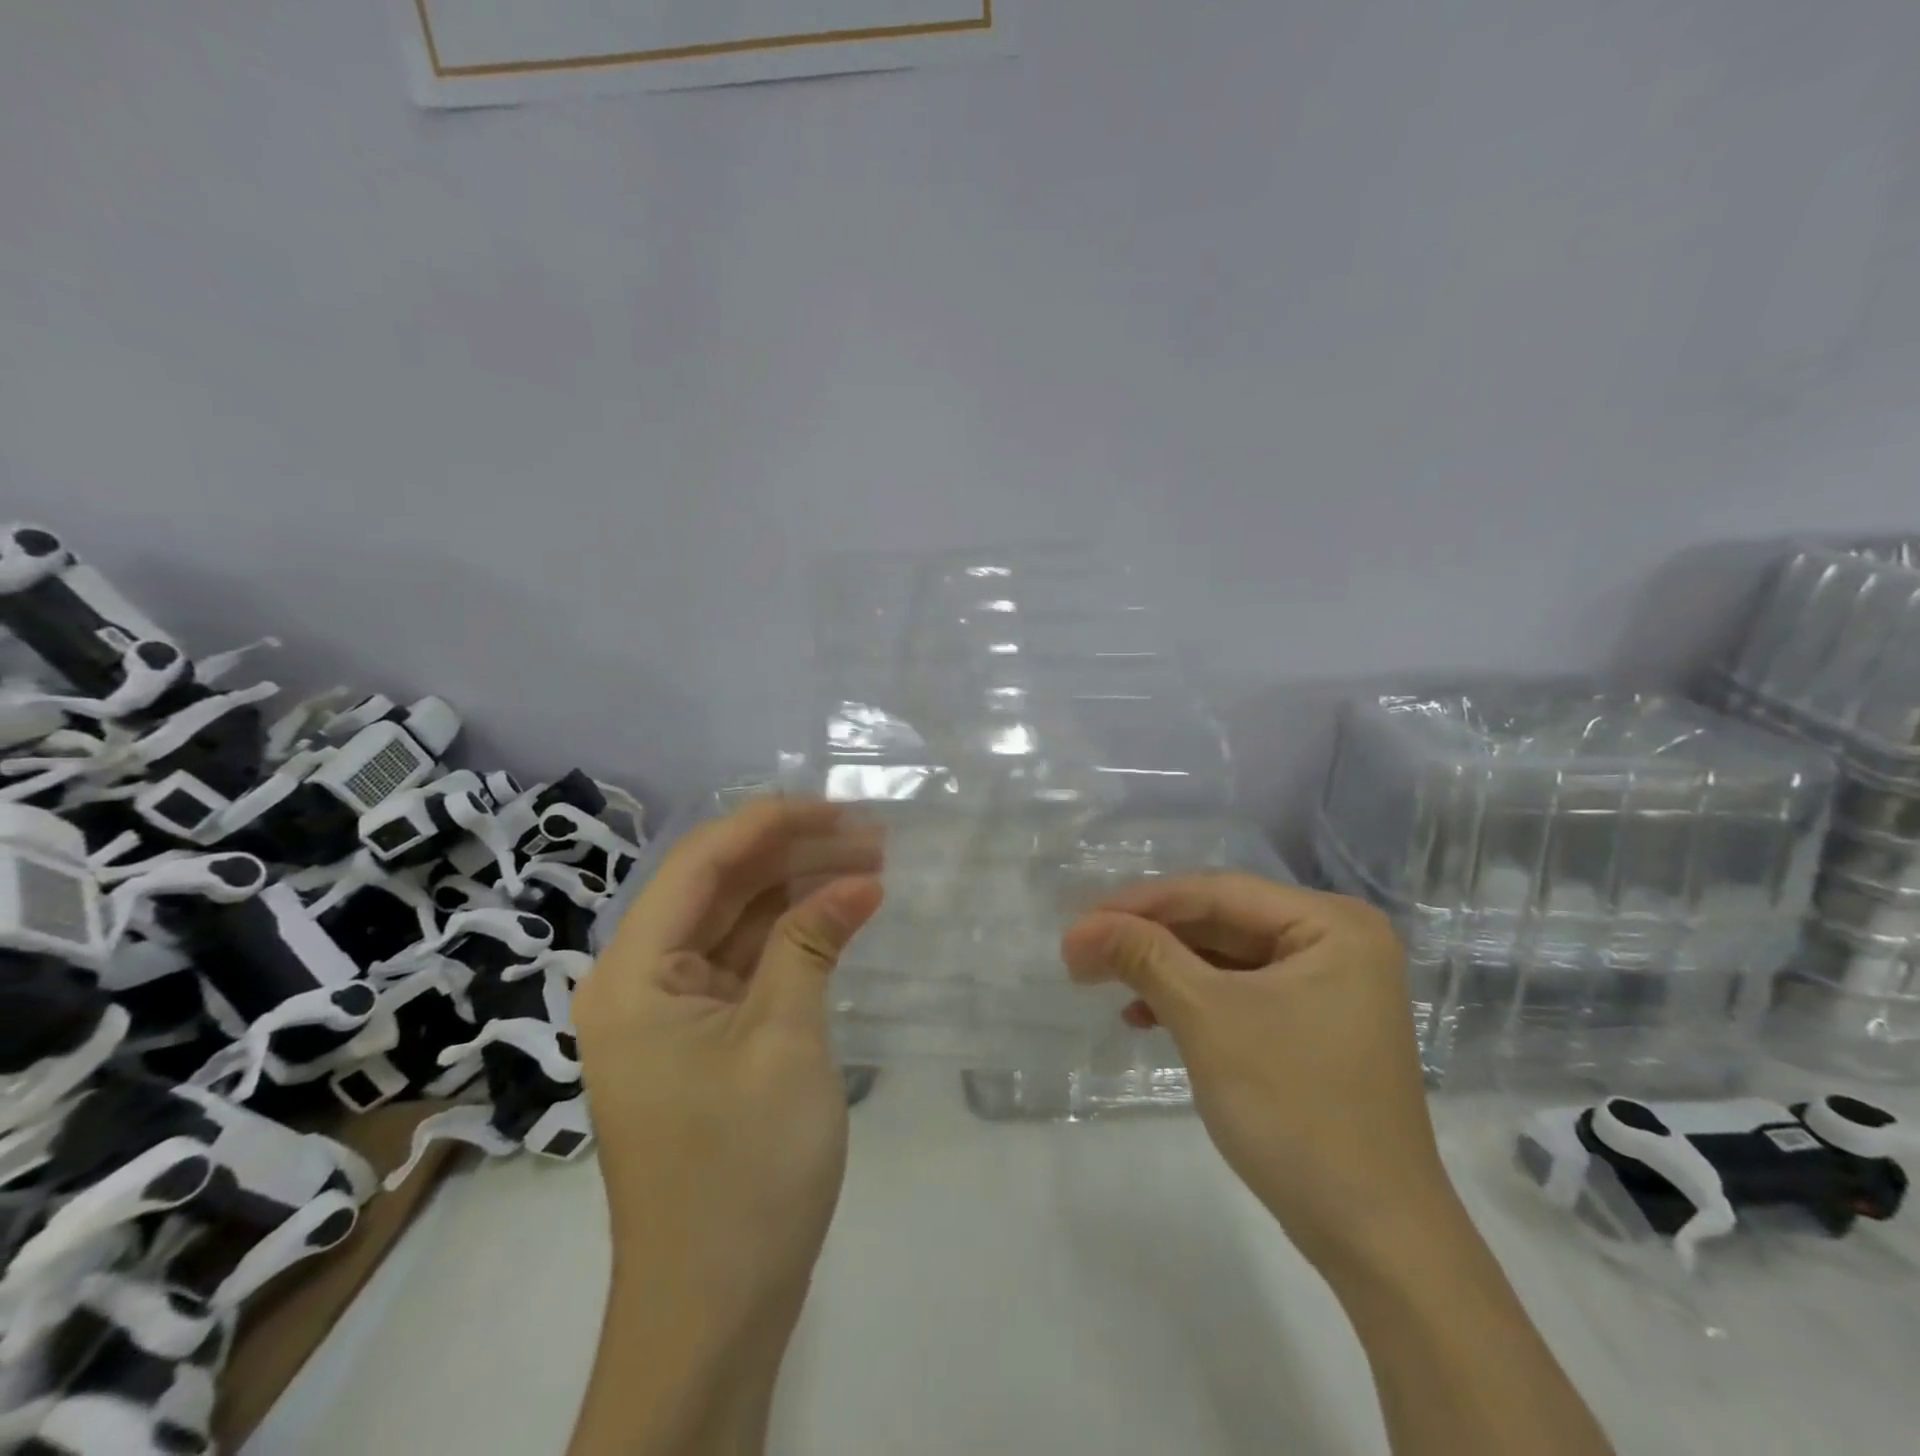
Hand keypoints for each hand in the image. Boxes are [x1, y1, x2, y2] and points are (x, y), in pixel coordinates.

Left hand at [573, 797, 882, 1316]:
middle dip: (791, 852)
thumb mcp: (784, 1039)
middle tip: (870, 835)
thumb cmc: (741, 1170)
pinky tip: (841, 915)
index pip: (698, 863)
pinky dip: (792, 935)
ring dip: (797, 889)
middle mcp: (639, 981)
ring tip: (869, 865)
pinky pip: (746, 962)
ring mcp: (670, 1011)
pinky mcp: (702, 1037)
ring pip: (735, 921)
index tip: (839, 806)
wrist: (715, 1309)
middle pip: (717, 886)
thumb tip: (861, 877)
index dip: (769, 822)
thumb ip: (813, 942)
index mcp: (632, 974)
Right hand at [1060, 874, 1451, 1270]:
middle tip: (1083, 950)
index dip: (1141, 903)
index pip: (1217, 893)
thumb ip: (1144, 957)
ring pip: (1224, 957)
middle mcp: (1335, 942)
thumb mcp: (1209, 1020)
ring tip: (1101, 980)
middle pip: (1221, 921)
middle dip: (1149, 937)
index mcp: (1331, 924)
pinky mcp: (1311, 1026)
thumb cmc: (1296, 1110)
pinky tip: (1143, 1015)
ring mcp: (1327, 986)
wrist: (1374, 1239)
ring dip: (1163, 968)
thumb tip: (1080, 926)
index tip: (1079, 921)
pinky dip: (1190, 1000)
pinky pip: (1239, 992)